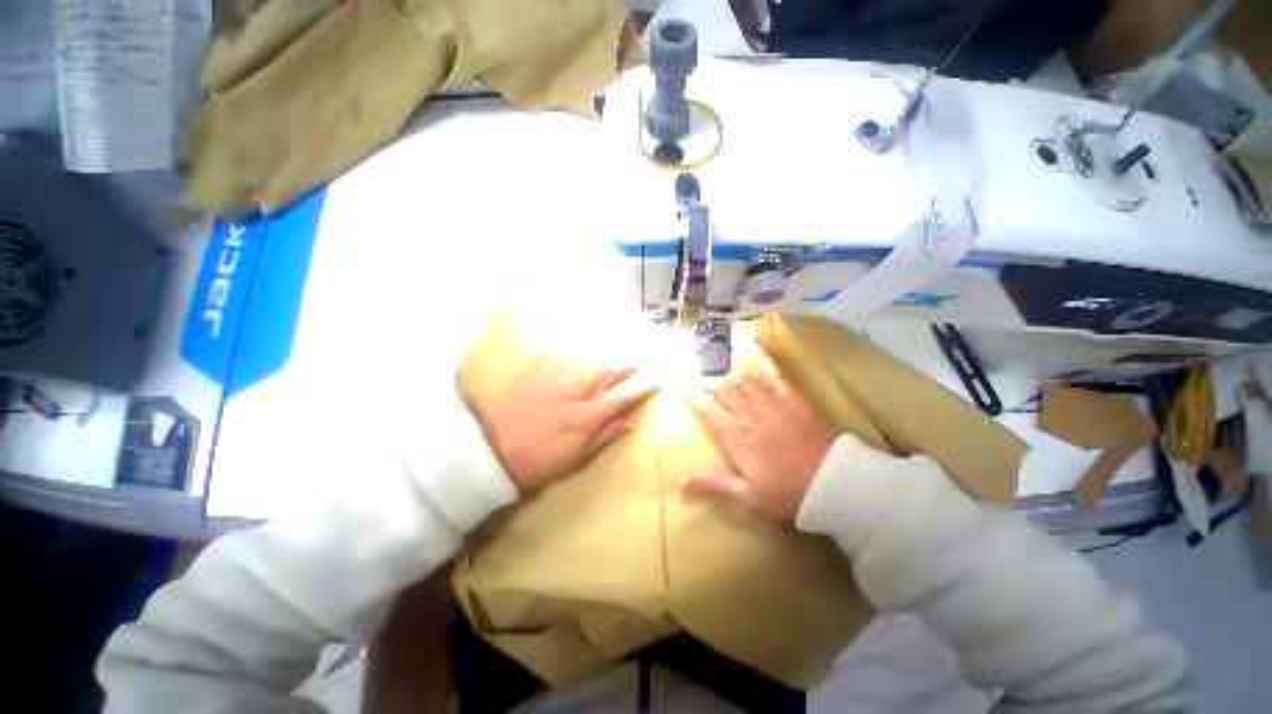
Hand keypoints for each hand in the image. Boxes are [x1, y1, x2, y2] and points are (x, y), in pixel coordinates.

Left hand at [477, 359, 655, 491]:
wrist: (492, 453)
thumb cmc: (538, 462)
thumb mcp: (575, 459)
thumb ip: (604, 437)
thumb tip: (630, 422)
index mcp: (585, 418)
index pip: (621, 395)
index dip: (641, 385)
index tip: (656, 379)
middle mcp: (574, 393)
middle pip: (608, 371)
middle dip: (628, 366)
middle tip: (641, 365)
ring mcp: (556, 381)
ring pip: (590, 362)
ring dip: (609, 360)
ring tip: (620, 360)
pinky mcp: (539, 375)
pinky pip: (566, 359)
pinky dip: (583, 359)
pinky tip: (588, 358)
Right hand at [681, 348, 836, 519]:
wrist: (833, 482)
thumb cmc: (787, 491)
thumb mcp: (747, 494)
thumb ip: (713, 483)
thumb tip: (681, 482)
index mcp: (735, 435)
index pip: (706, 407)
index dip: (689, 391)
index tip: (676, 378)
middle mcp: (747, 412)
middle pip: (721, 388)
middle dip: (704, 375)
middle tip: (691, 360)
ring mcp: (769, 400)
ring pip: (741, 377)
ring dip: (725, 366)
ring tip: (711, 352)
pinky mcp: (790, 395)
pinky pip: (773, 370)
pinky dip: (762, 355)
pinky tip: (753, 340)